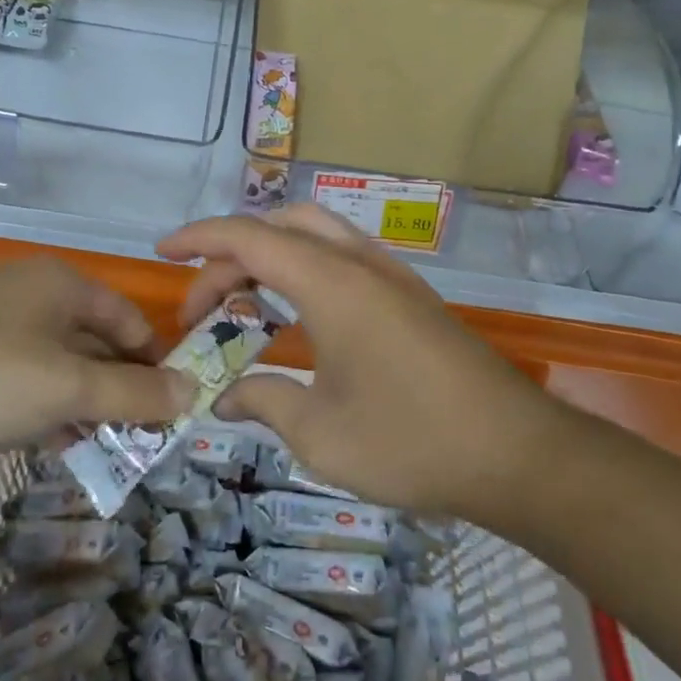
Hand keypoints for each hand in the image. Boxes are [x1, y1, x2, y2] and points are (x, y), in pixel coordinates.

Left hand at [0, 259, 192, 484]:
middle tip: (140, 444)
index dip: (154, 363)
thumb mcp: (66, 386)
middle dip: (118, 392)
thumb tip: (193, 391)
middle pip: (94, 343)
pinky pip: (21, 384)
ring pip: (57, 368)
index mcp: (60, 284)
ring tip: (104, 452)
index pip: (128, 319)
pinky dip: (42, 411)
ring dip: (82, 407)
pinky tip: (50, 446)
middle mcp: (29, 296)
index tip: (171, 414)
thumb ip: (133, 392)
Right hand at [156, 205, 562, 518]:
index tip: (162, 253)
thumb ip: (263, 401)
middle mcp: (359, 263)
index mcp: (331, 283)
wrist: (518, 454)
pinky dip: (301, 267)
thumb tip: (223, 398)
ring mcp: (389, 274)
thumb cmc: (411, 441)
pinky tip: (296, 313)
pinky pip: (340, 256)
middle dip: (230, 253)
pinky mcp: (408, 294)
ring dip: (269, 254)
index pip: (249, 238)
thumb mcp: (320, 433)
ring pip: (314, 234)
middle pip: (279, 226)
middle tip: (203, 302)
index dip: (199, 239)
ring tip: (241, 300)